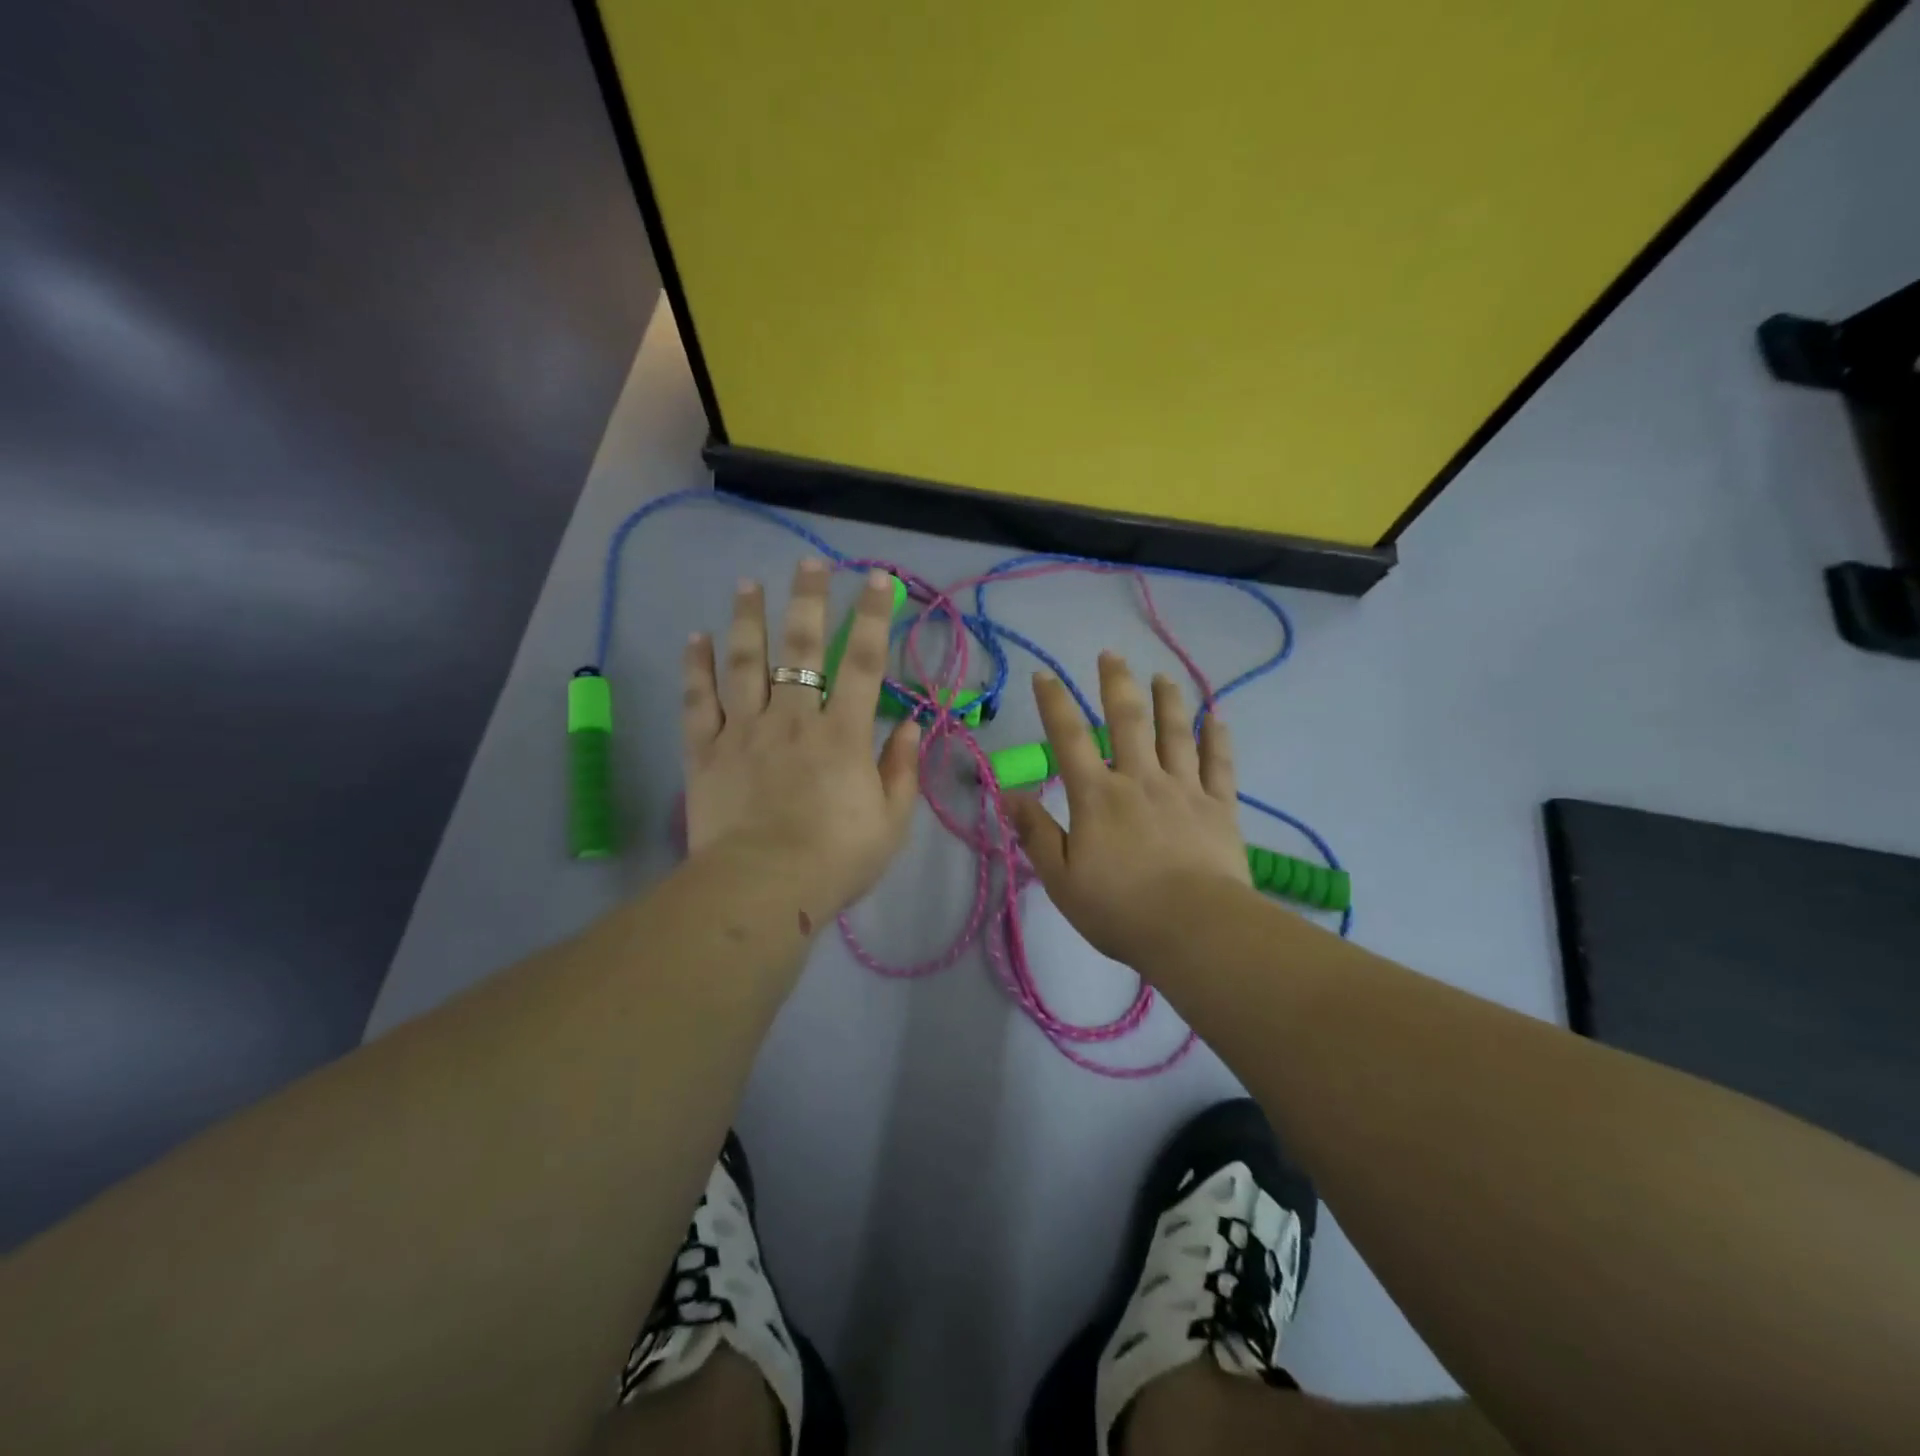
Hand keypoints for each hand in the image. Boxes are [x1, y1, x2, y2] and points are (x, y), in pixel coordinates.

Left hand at [682, 560, 920, 920]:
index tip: (877, 579)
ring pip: (744, 662)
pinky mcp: (705, 751)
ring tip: (748, 584)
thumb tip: (912, 724)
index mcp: (842, 734)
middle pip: (800, 648)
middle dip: (807, 600)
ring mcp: (744, 730)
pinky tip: (695, 637)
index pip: (862, 662)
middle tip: (809, 562)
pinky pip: (698, 701)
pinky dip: (696, 667)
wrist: (761, 890)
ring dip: (747, 619)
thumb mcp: (891, 821)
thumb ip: (902, 768)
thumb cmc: (835, 859)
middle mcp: (793, 718)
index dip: (872, 616)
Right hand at [1007, 654, 1250, 966]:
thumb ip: (1036, 834)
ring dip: (1168, 701)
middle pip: (1127, 721)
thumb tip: (1009, 794)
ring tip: (1164, 676)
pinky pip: (1219, 764)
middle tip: (1111, 655)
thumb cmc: (1120, 910)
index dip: (1054, 704)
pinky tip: (1216, 718)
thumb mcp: (1061, 879)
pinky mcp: (1220, 807)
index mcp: (1097, 796)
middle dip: (1116, 684)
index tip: (1044, 676)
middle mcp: (1139, 780)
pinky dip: (1217, 739)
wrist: (1195, 930)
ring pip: (1175, 733)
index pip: (1069, 739)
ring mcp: (1184, 789)